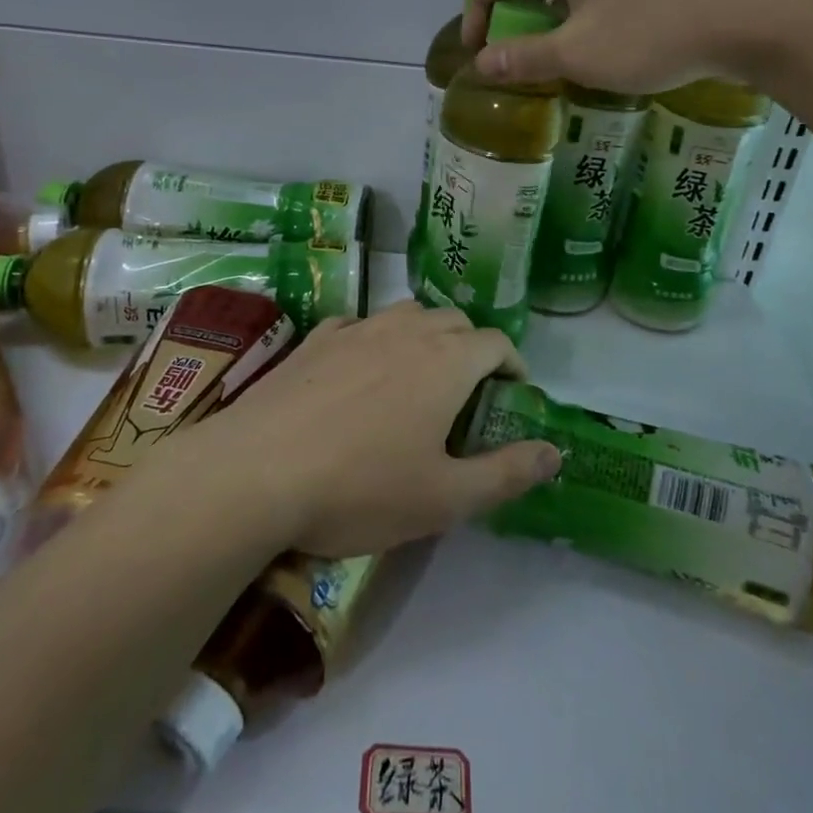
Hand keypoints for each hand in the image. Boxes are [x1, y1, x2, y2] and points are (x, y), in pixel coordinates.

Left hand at [177, 302, 559, 558]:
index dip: (513, 365)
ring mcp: (356, 329)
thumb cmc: (361, 488)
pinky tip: (360, 369)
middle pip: (454, 320)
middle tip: (469, 391)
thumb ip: (507, 473)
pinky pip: (359, 325)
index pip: (496, 342)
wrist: (256, 471)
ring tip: (419, 375)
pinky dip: (375, 339)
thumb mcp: (445, 498)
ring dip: (425, 335)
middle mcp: (405, 331)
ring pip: (406, 314)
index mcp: (446, 361)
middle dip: (472, 347)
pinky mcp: (315, 339)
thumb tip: (556, 452)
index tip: (513, 393)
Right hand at [464, 0, 796, 93]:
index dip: (478, 9)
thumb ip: (522, 57)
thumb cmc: (650, 32)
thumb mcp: (576, 53)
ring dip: (545, 6)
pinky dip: (578, 1)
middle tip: (507, 45)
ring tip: (545, 43)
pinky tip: (592, 34)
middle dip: (511, 7)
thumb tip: (481, 64)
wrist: (747, 20)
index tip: (476, 50)